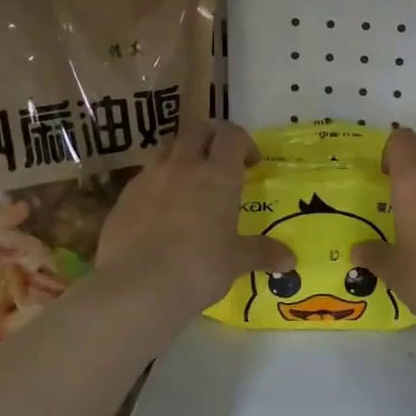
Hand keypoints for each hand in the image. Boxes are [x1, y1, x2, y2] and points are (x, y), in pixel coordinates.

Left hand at [93, 119, 294, 317]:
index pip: (232, 135)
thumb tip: (291, 260)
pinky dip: (157, 183)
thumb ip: (262, 253)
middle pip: (197, 129)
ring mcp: (149, 178)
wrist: (136, 286)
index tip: (251, 163)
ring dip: (181, 156)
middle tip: (220, 161)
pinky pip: (144, 177)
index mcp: (218, 175)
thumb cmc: (198, 267)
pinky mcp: (124, 197)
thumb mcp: (235, 261)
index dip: (243, 142)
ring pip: (167, 148)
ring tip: (189, 182)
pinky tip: (160, 211)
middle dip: (211, 137)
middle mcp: (183, 166)